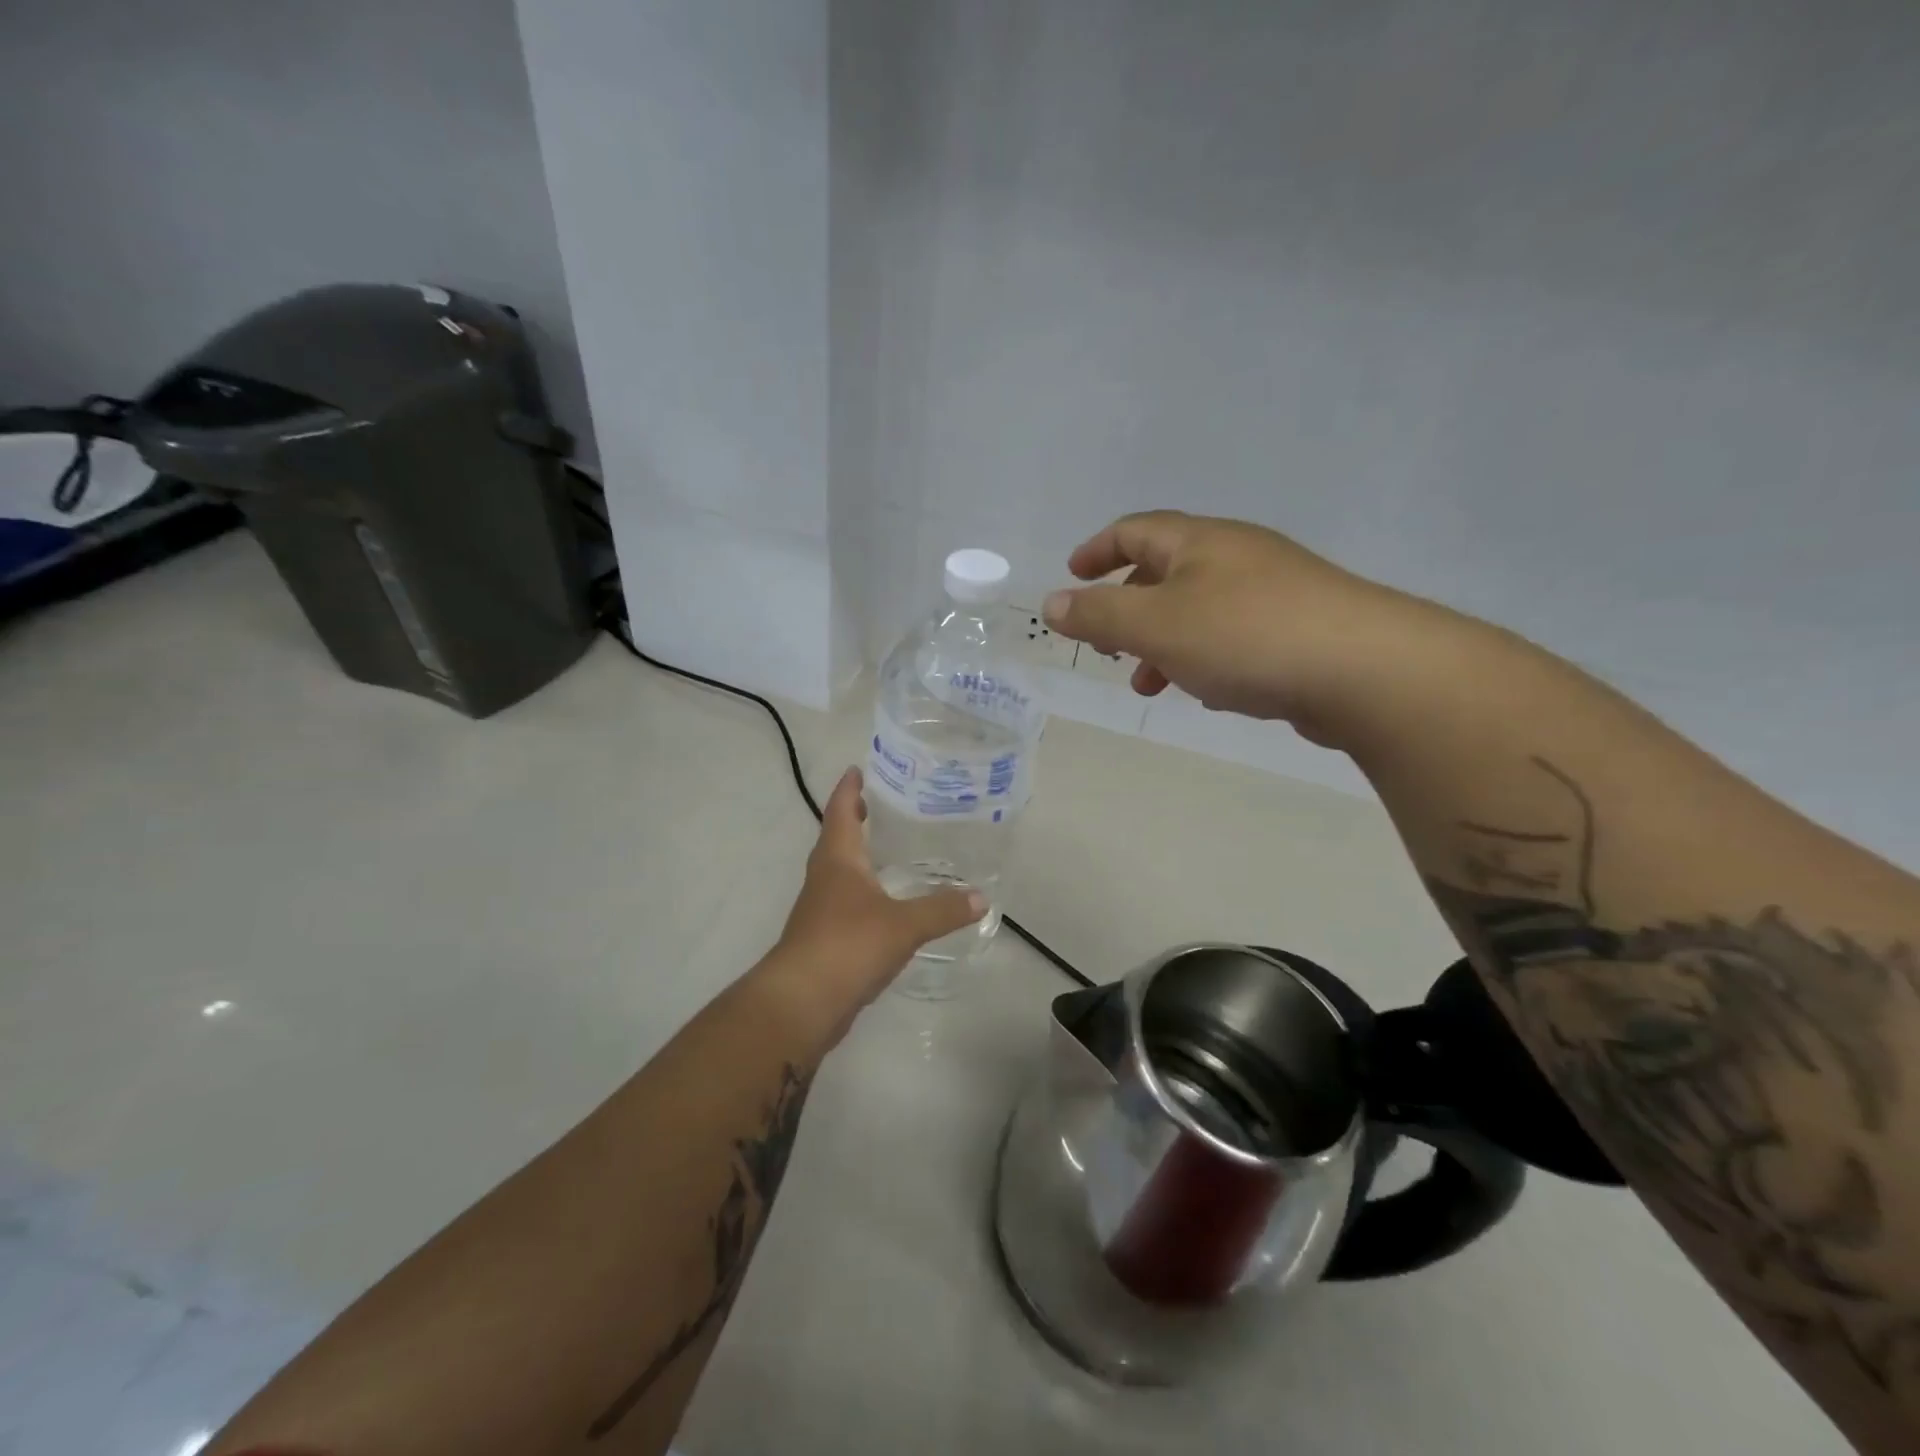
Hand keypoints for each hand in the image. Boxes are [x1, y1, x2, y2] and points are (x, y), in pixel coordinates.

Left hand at [770, 768, 984, 1023]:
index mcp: (838, 859)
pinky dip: (864, 891)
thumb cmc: (848, 945)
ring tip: (889, 848)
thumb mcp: (903, 924)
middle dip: (855, 818)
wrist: (802, 1002)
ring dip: (859, 856)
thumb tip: (981, 897)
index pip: (841, 811)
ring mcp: (820, 908)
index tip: (857, 769)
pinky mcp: (824, 937)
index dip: (849, 789)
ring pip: (840, 871)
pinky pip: (846, 901)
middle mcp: (825, 877)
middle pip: (837, 838)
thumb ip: (942, 909)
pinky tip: (886, 901)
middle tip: (882, 804)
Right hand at [1041, 510, 1430, 745]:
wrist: (1365, 669)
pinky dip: (1203, 657)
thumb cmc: (1244, 636)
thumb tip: (1052, 604)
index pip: (1136, 530)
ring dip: (1163, 642)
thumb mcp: (1155, 625)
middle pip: (1167, 570)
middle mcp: (1238, 557)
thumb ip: (1099, 615)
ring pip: (1199, 609)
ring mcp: (1274, 592)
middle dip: (1128, 607)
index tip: (1072, 575)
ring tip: (1148, 683)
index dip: (1098, 550)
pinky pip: (1233, 636)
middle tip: (1106, 644)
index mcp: (1200, 542)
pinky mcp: (1300, 629)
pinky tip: (1206, 690)